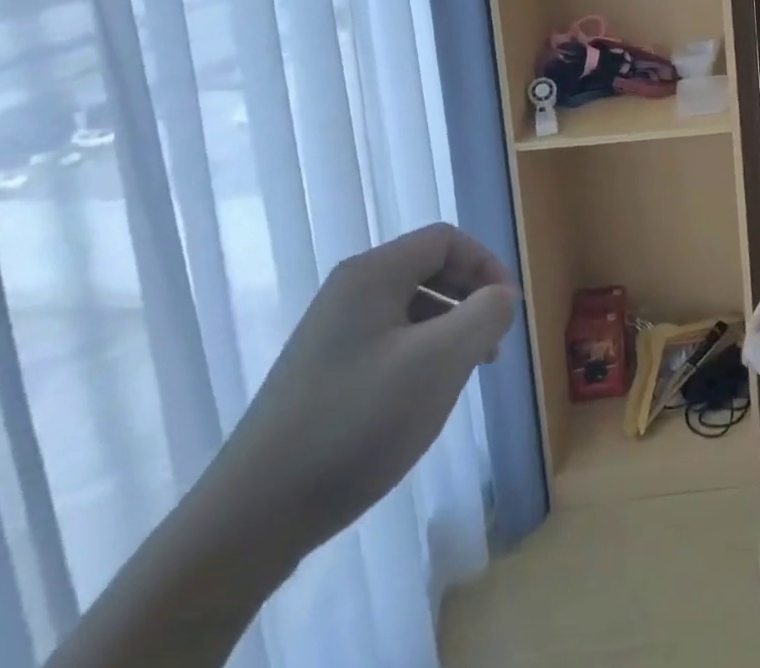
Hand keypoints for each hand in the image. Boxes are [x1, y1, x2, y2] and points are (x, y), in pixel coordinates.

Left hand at [198, 223, 517, 565]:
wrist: (250, 520)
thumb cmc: (358, 423)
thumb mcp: (440, 363)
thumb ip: (486, 315)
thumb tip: (503, 296)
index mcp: (373, 274)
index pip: (446, 240)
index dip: (487, 265)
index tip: (508, 312)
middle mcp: (349, 292)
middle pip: (429, 269)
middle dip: (470, 298)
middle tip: (493, 344)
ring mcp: (331, 334)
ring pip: (411, 308)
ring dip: (449, 329)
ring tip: (465, 374)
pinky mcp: (322, 373)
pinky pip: (388, 342)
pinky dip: (420, 355)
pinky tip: (423, 398)